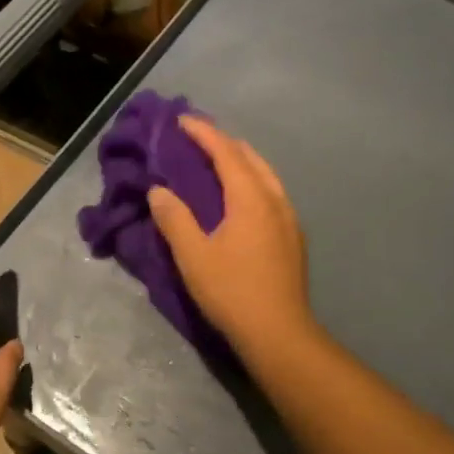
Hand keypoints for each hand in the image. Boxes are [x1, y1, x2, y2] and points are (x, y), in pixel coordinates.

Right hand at [147, 117, 312, 352]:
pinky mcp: (294, 237)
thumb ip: (174, 218)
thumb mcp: (193, 256)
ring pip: (266, 174)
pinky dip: (252, 181)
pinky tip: (241, 198)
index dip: (203, 133)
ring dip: (241, 161)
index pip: (226, 151)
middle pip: (250, 157)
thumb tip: (159, 190)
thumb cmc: (232, 292)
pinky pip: (272, 193)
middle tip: (196, 139)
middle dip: (223, 142)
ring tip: (217, 162)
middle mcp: (275, 199)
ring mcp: (289, 218)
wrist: (279, 333)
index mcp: (251, 198)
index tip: (181, 120)